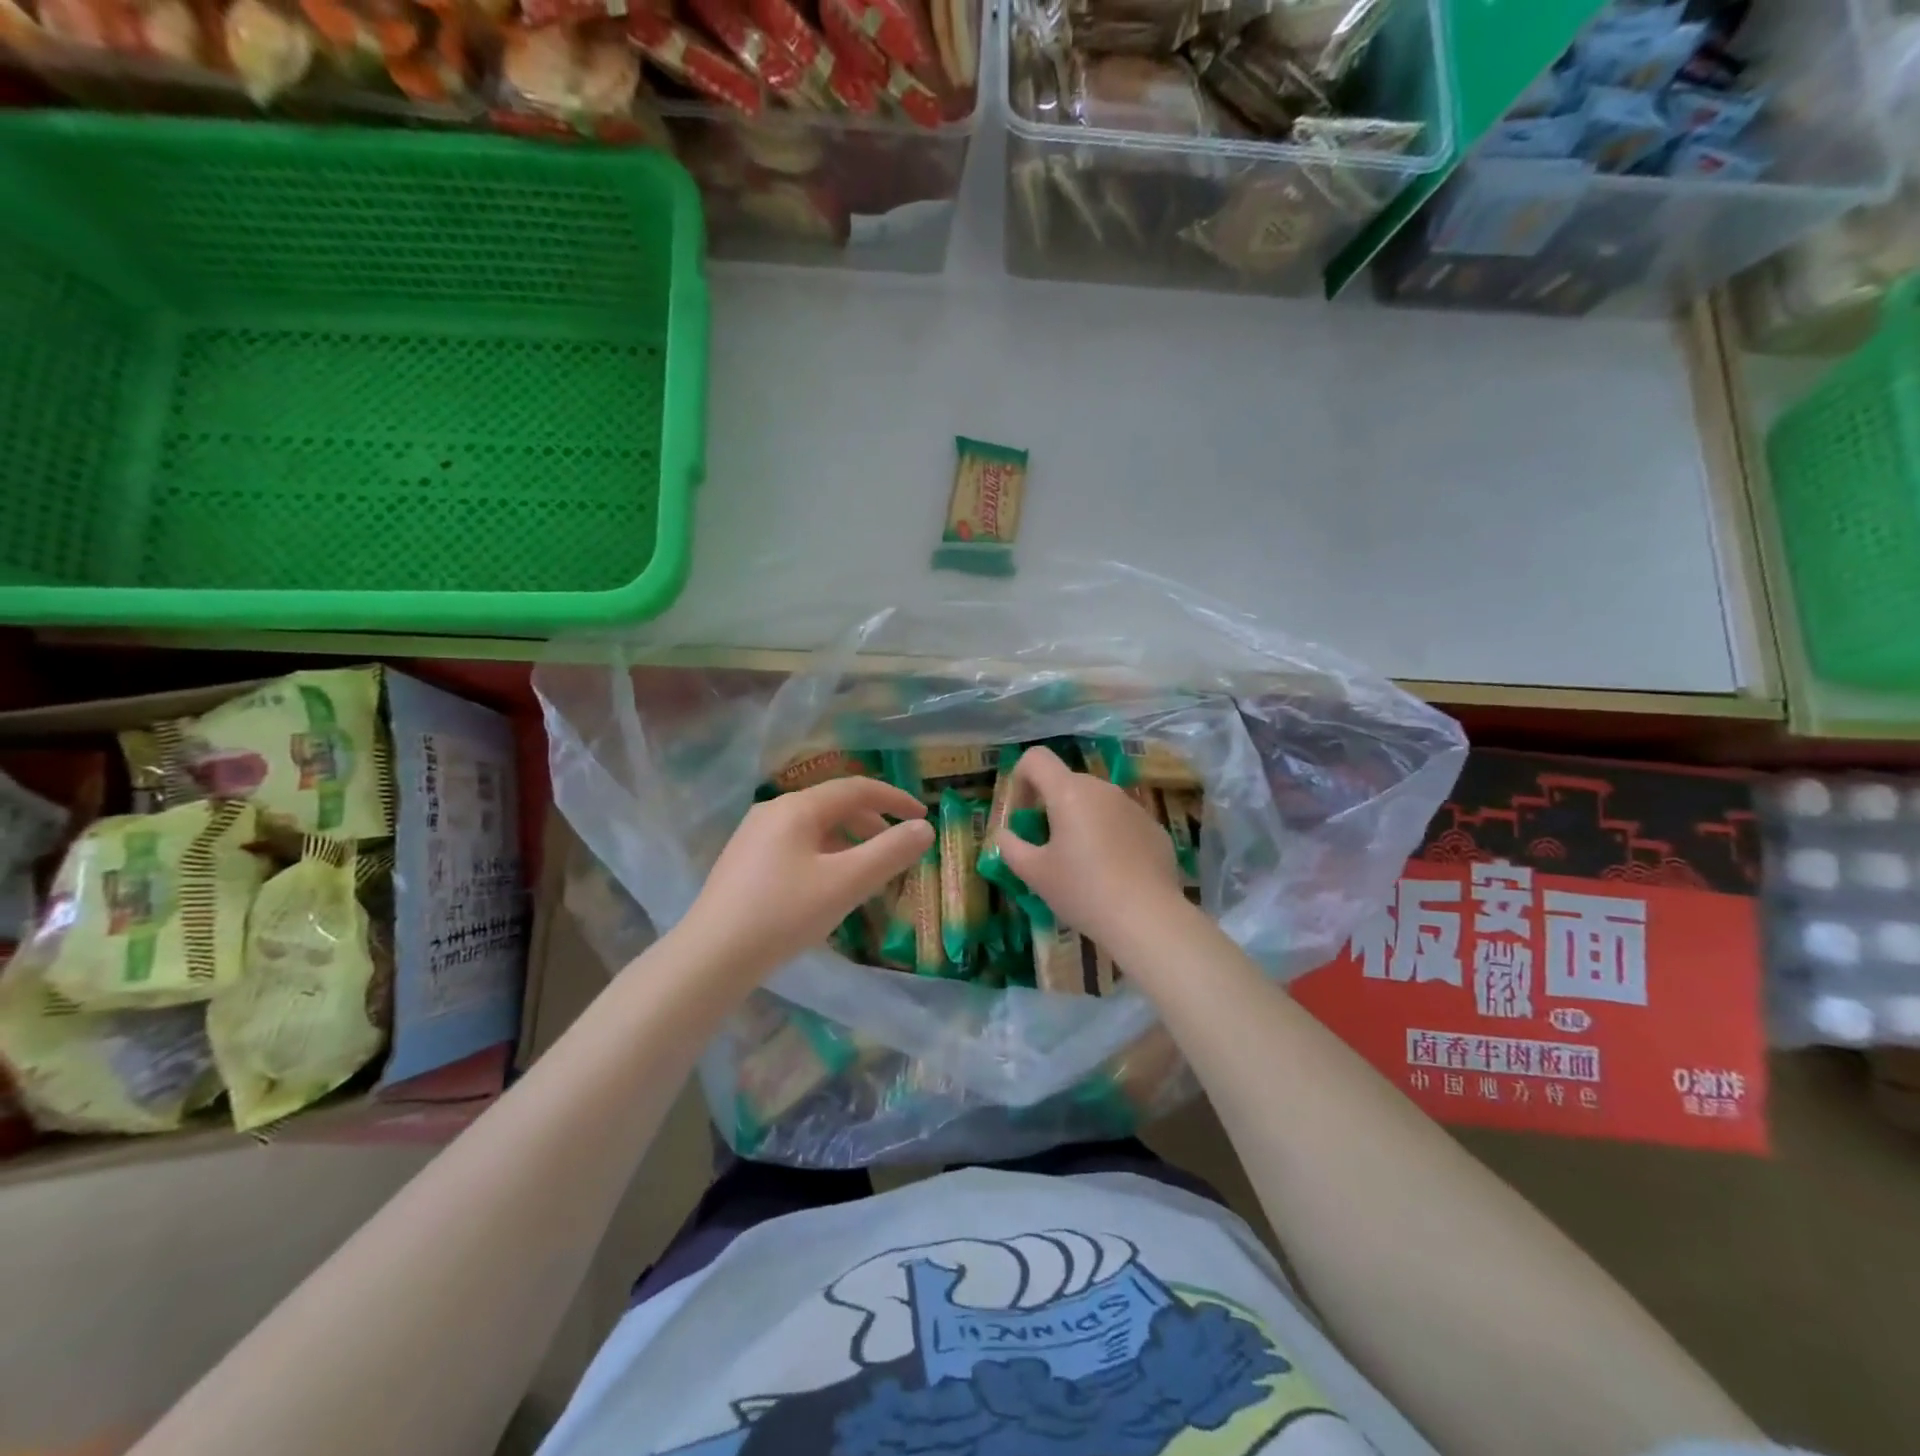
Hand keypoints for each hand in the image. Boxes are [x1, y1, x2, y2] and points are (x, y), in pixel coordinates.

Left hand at [677, 776, 932, 980]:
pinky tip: (827, 887)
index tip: (922, 816)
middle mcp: (773, 811)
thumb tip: (925, 828)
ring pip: (814, 827)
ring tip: (868, 872)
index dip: (894, 798)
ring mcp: (754, 836)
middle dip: (872, 823)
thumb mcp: (846, 883)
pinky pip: (796, 845)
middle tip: (898, 848)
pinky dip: (825, 855)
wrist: (710, 958)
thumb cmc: (783, 914)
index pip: (856, 788)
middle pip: (834, 805)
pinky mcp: (744, 862)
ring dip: (849, 841)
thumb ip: (890, 853)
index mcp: (798, 807)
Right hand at [992, 746, 1181, 949]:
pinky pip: (1121, 821)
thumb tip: (1004, 835)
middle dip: (1050, 807)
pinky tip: (1112, 873)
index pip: (1036, 758)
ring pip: (1096, 802)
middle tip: (1046, 848)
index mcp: (1069, 792)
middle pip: (1066, 782)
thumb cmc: (1082, 891)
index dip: (1020, 780)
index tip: (1022, 817)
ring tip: (1081, 864)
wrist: (1148, 919)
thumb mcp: (1034, 873)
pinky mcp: (1154, 828)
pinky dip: (1109, 836)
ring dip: (1081, 821)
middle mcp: (1103, 789)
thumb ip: (1010, 847)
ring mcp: (1133, 806)